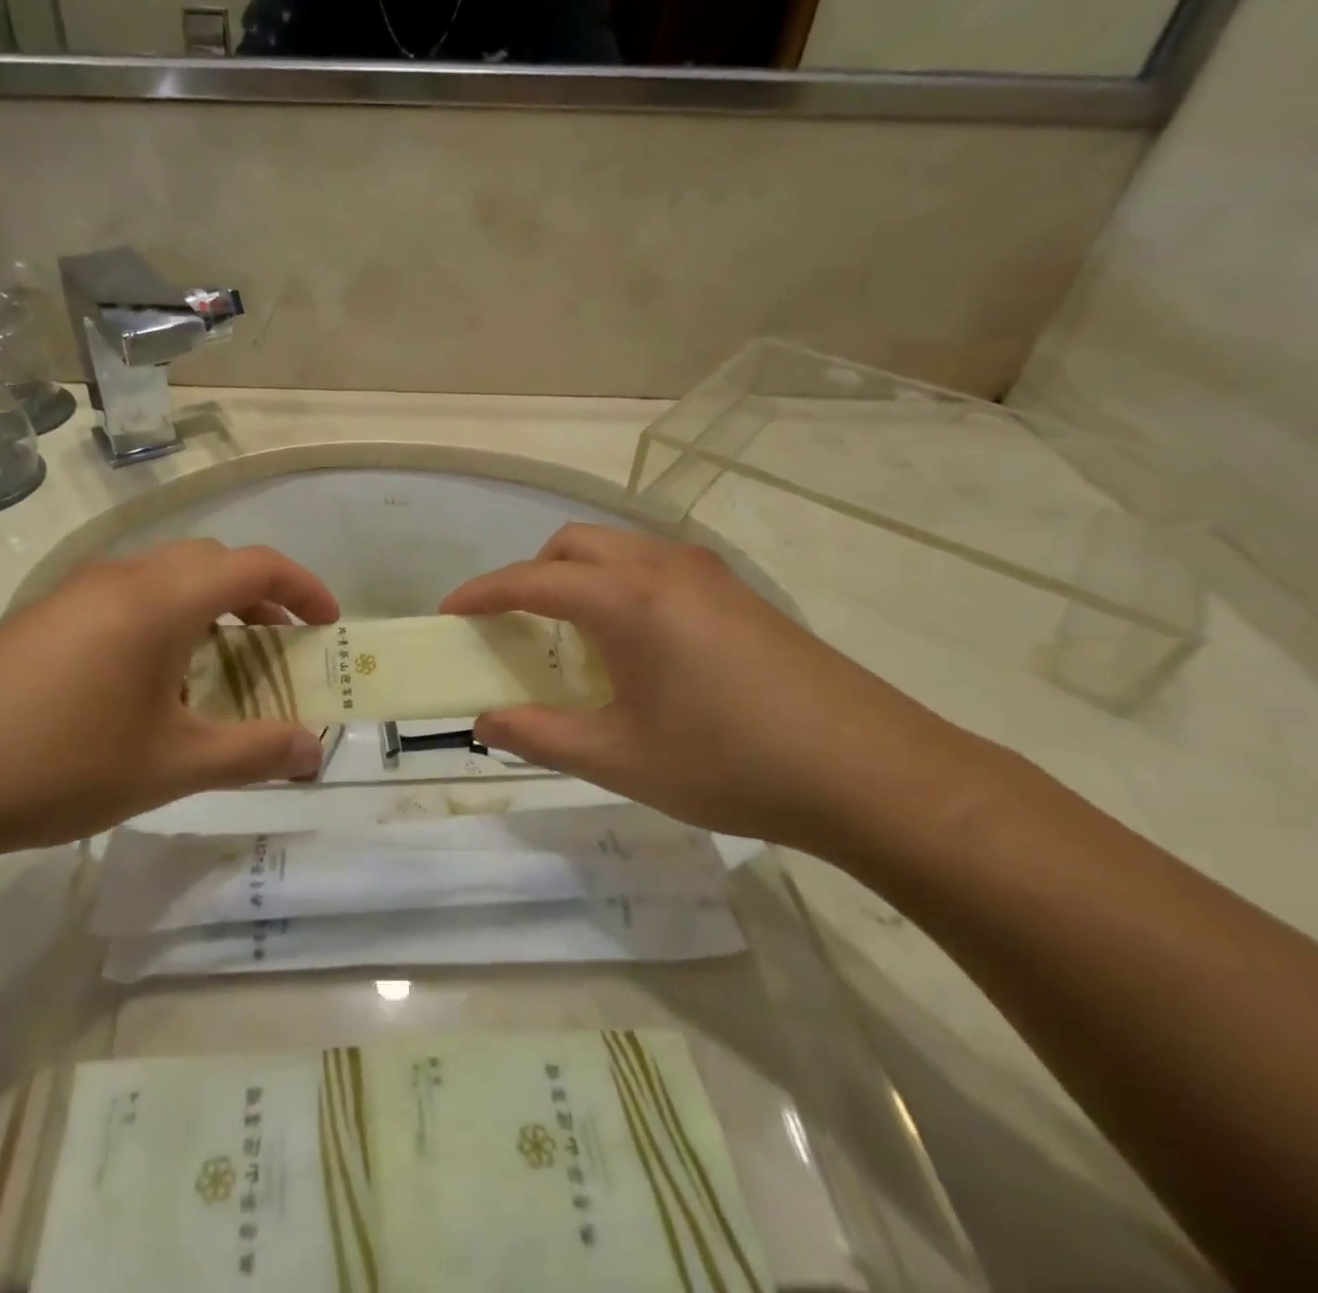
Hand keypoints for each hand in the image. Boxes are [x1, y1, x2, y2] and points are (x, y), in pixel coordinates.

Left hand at [0, 540, 338, 864]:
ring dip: (210, 611)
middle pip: (211, 563)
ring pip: (166, 580)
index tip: (328, 623)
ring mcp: (75, 593)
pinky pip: (126, 601)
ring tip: (222, 670)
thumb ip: (254, 752)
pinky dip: (165, 624)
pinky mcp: (43, 618)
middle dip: (259, 597)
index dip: (304, 587)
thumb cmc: (60, 763)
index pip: (255, 564)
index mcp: (161, 597)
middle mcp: (121, 577)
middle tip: (282, 646)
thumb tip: (313, 750)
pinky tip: (151, 687)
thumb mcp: (172, 765)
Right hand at [441, 525, 990, 852]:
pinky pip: (653, 566)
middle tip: (514, 627)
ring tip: (571, 636)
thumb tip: (484, 723)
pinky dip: (618, 585)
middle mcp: (662, 567)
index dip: (482, 594)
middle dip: (530, 575)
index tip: (449, 613)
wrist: (868, 771)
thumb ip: (540, 735)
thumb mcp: (619, 757)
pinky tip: (633, 643)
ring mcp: (706, 575)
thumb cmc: (729, 761)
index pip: (530, 581)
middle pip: (573, 546)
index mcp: (626, 600)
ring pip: (617, 549)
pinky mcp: (737, 593)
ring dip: (577, 576)